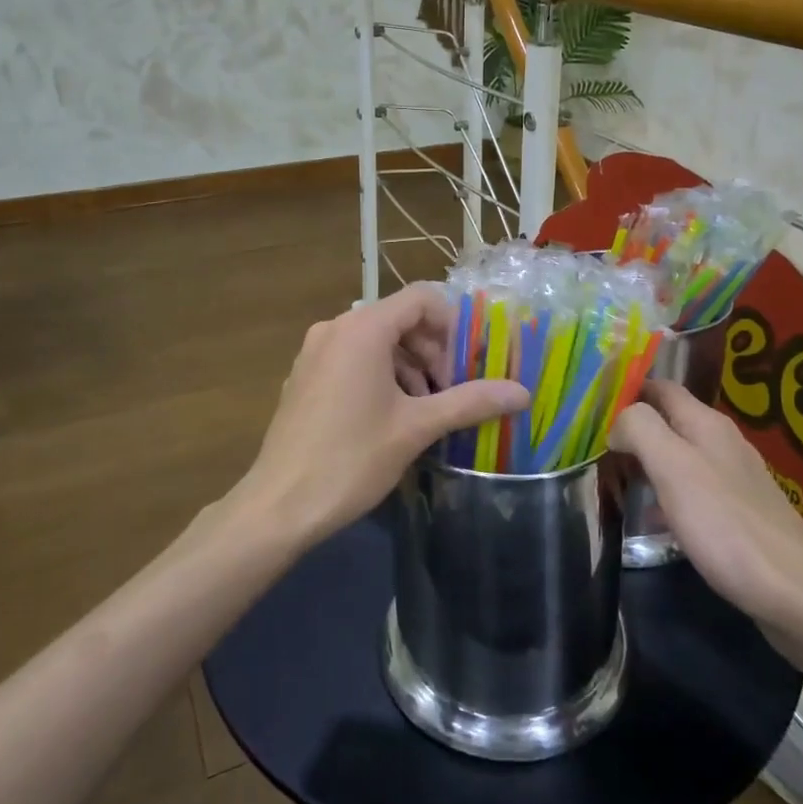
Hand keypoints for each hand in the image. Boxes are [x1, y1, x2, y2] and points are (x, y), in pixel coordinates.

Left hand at [237, 284, 529, 549]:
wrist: (279, 505)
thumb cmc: (351, 459)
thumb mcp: (416, 428)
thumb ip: (470, 401)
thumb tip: (522, 392)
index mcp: (363, 329)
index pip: (421, 298)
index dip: (453, 325)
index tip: (468, 364)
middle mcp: (335, 328)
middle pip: (399, 318)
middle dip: (432, 350)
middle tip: (452, 392)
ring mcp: (315, 352)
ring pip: (376, 340)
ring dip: (408, 365)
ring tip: (426, 409)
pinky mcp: (305, 376)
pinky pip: (352, 358)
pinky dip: (380, 374)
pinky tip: (391, 416)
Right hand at [611, 380, 802, 654]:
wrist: (797, 597)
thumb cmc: (727, 526)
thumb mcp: (673, 469)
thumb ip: (641, 431)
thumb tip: (618, 420)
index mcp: (707, 424)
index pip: (661, 387)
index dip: (627, 388)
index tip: (592, 406)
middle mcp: (724, 443)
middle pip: (670, 421)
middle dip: (633, 429)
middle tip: (595, 447)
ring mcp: (737, 479)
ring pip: (680, 456)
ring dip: (648, 463)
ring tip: (615, 480)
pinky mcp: (742, 514)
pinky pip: (694, 491)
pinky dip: (668, 496)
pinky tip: (655, 521)